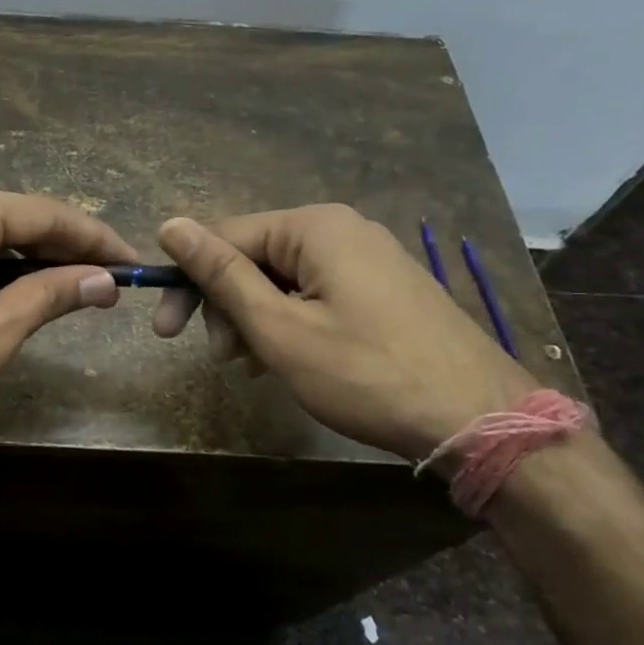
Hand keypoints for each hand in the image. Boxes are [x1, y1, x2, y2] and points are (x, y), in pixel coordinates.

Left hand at [0, 182, 135, 465]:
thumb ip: (49, 296)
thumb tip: (103, 278)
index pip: (43, 214)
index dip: (94, 239)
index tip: (134, 263)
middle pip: (9, 221)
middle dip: (59, 251)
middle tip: (105, 281)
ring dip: (21, 266)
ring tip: (65, 293)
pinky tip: (1, 303)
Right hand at [151, 205, 538, 460]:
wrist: (478, 418)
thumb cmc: (365, 373)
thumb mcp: (279, 327)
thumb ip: (222, 274)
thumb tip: (170, 225)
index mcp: (314, 227)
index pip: (224, 236)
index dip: (188, 282)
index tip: (165, 331)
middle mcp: (342, 229)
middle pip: (255, 256)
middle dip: (226, 305)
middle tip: (221, 358)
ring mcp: (368, 258)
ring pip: (283, 279)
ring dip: (255, 319)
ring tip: (253, 366)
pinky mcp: (384, 288)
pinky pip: (316, 293)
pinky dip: (290, 323)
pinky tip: (287, 360)